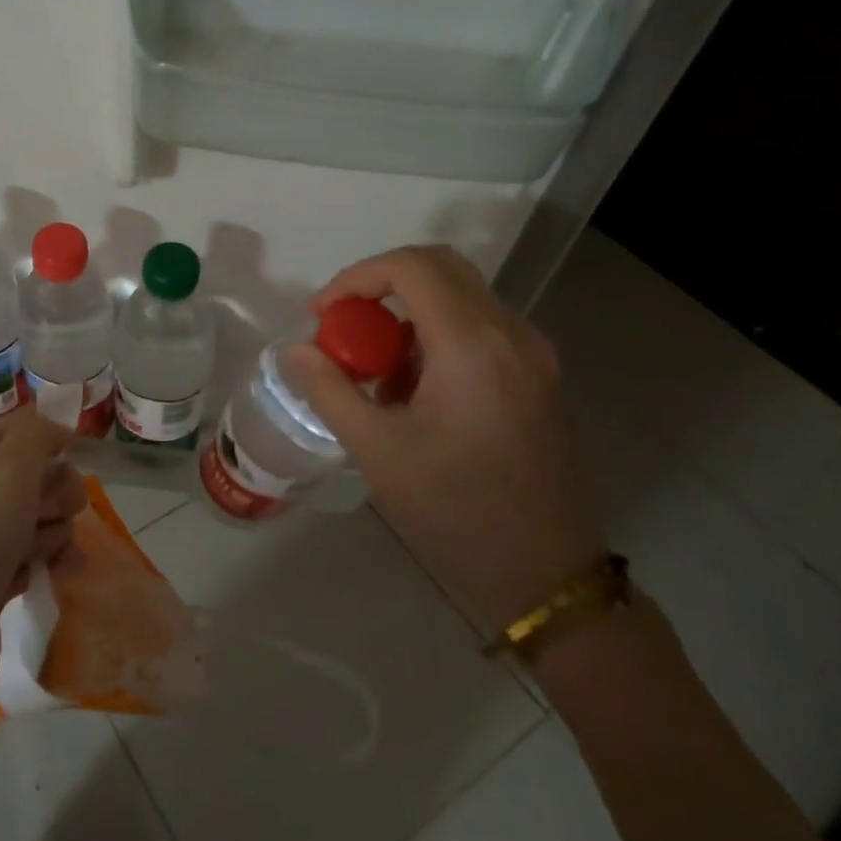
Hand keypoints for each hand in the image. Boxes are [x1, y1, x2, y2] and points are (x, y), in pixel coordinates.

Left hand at [0, 412, 84, 701]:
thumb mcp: (7, 473)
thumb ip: (36, 436)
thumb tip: (57, 425)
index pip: (15, 430)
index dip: (49, 437)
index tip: (78, 453)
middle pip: (33, 475)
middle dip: (57, 490)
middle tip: (60, 509)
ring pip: (40, 517)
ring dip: (56, 530)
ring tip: (48, 552)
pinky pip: (35, 555)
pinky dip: (52, 561)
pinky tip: (63, 574)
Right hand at [280, 245, 603, 634]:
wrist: (545, 574)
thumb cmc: (455, 511)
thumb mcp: (378, 450)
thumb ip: (330, 389)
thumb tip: (295, 350)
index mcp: (473, 344)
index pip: (411, 266)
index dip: (355, 277)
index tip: (319, 316)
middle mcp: (511, 333)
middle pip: (440, 269)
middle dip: (380, 287)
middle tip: (343, 330)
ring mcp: (532, 354)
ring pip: (461, 298)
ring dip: (408, 315)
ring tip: (373, 372)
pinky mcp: (538, 377)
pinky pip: (480, 329)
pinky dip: (436, 338)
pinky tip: (413, 391)